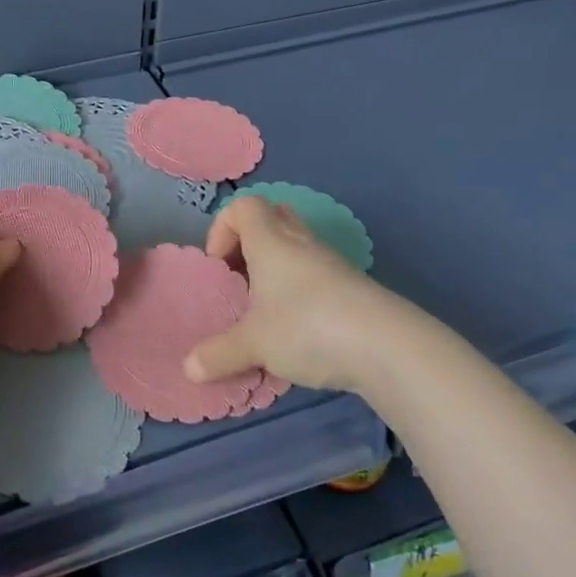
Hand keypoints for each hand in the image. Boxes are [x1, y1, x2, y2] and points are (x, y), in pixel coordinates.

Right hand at [183, 194, 391, 393]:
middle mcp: (300, 242)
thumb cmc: (306, 326)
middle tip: (242, 278)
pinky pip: (318, 274)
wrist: (387, 345)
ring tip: (267, 308)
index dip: (223, 228)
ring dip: (278, 268)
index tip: (220, 266)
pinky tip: (300, 328)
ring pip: (298, 247)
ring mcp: (332, 263)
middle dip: (251, 244)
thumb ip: (219, 353)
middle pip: (274, 217)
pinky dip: (302, 290)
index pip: (243, 206)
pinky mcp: (354, 287)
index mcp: (270, 241)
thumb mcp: (254, 344)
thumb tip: (188, 369)